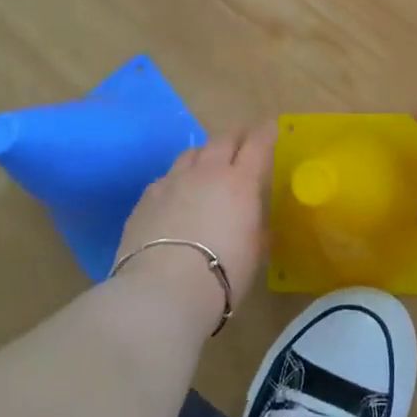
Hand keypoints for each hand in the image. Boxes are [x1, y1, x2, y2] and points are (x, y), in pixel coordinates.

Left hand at [116, 124, 275, 312]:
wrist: (163, 289)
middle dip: (235, 136)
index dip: (265, 133)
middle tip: (242, 138)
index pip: (257, 146)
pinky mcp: (146, 199)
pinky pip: (165, 177)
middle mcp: (207, 172)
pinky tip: (175, 193)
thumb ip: (256, 231)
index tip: (270, 127)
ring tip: (207, 161)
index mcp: (240, 182)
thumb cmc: (223, 273)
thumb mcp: (253, 254)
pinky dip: (177, 179)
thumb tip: (255, 225)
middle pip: (222, 140)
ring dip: (204, 153)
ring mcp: (172, 182)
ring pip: (191, 154)